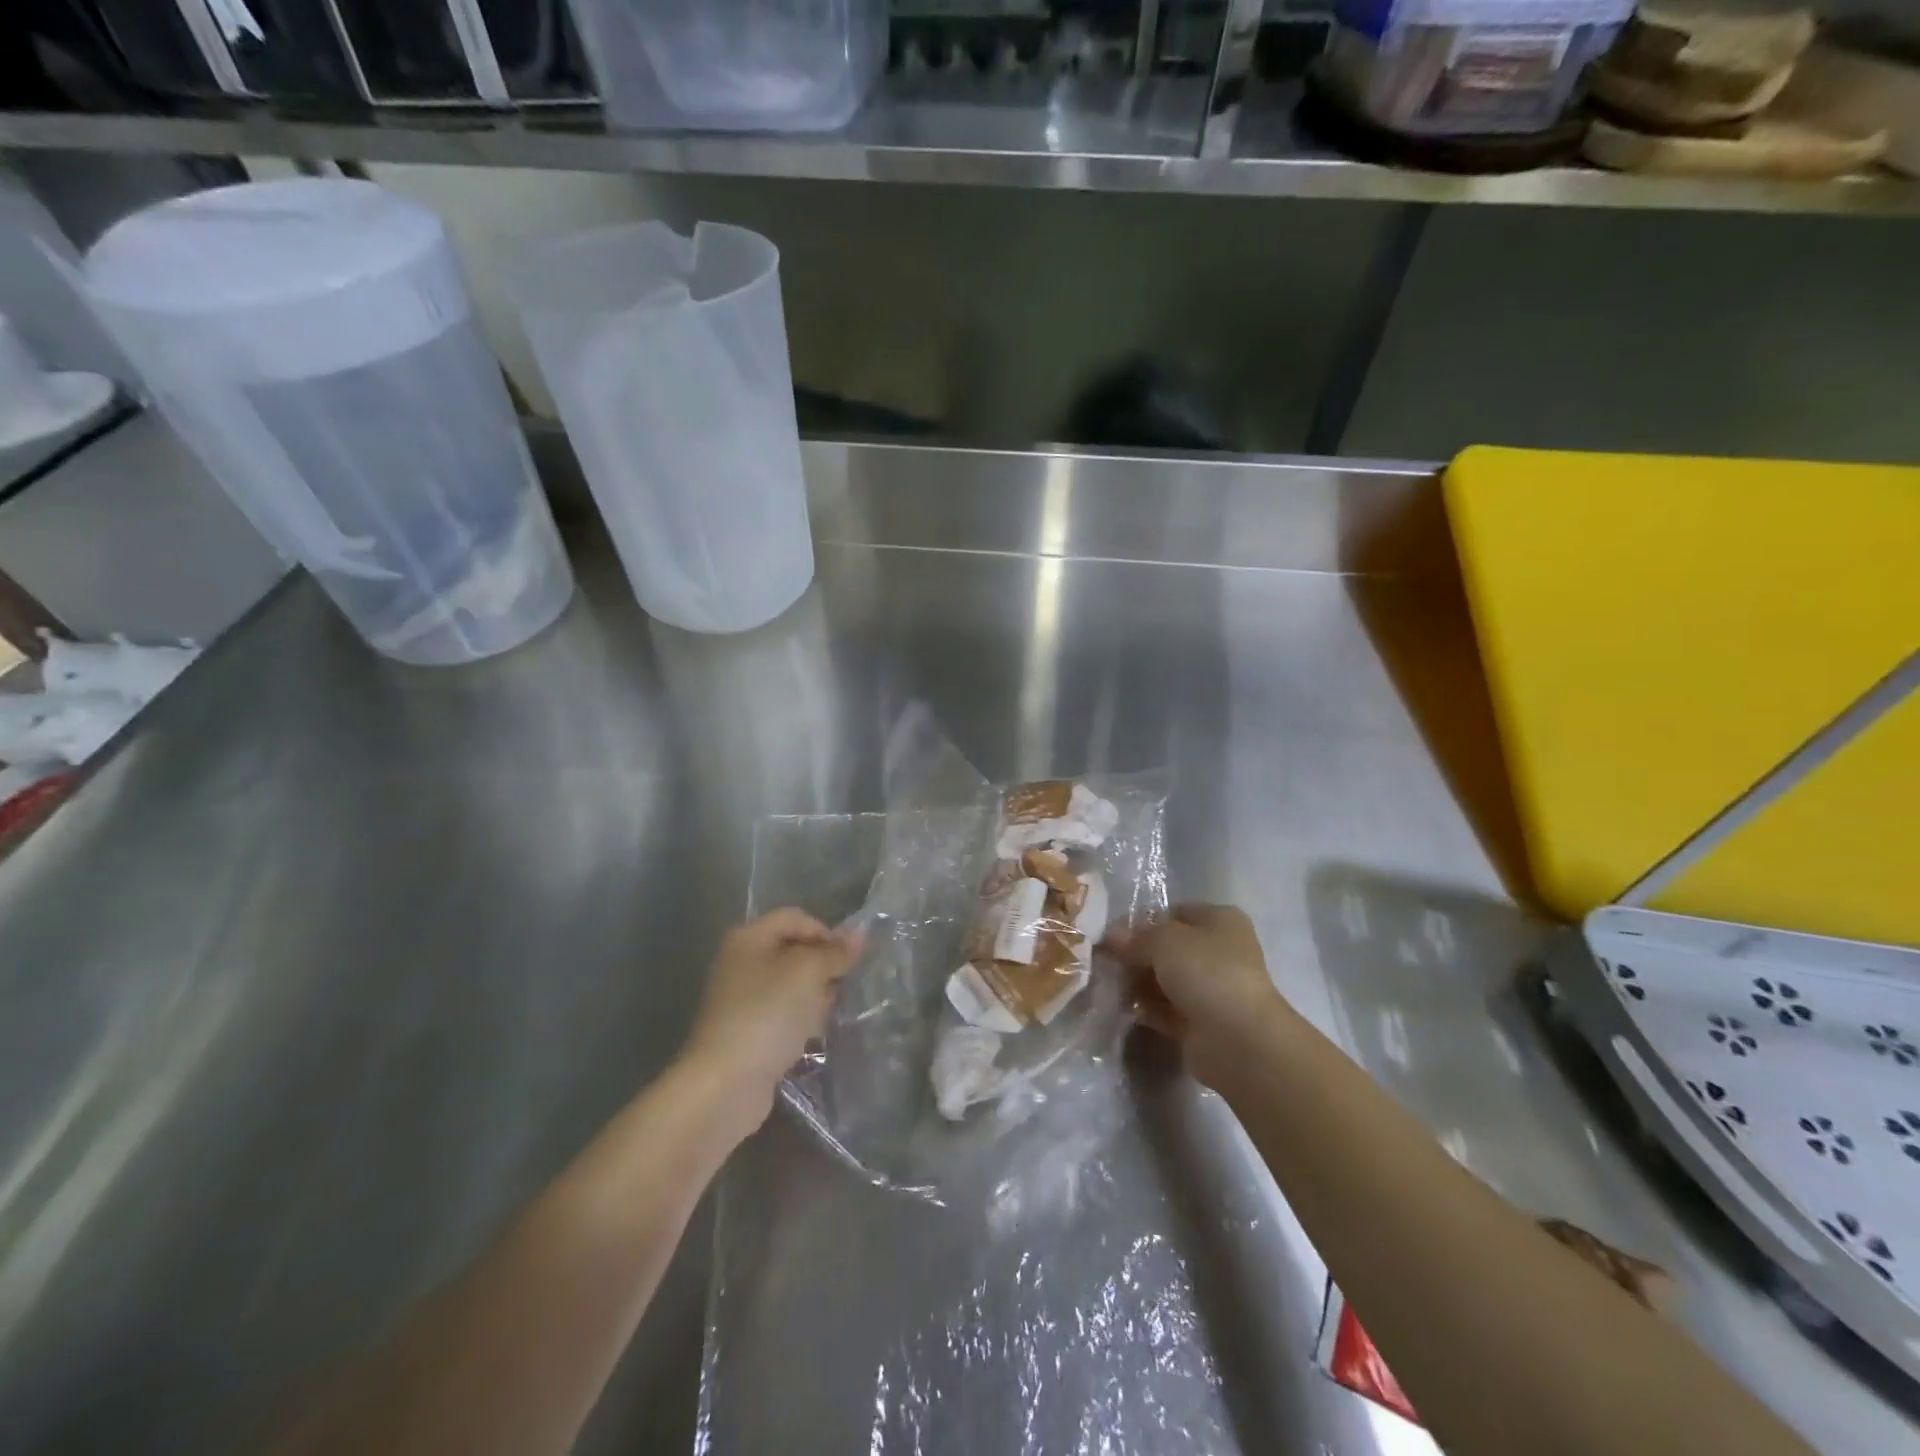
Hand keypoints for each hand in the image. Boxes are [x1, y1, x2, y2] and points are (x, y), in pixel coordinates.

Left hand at [681, 909, 860, 1125]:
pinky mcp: (747, 1032)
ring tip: (835, 1010)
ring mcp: (742, 1000)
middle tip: (845, 984)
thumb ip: (835, 952)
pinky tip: (817, 1033)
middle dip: (823, 965)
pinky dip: (801, 1019)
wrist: (725, 1084)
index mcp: (749, 938)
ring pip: (790, 985)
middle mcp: (741, 962)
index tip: (848, 959)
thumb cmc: (767, 1014)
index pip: (795, 918)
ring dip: (815, 994)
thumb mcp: (808, 973)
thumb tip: (860, 934)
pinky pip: (782, 1014)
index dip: (825, 932)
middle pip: (792, 950)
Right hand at [1106, 904, 1286, 1090]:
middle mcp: (1220, 952)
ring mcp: (1213, 990)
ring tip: (1113, 987)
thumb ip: (1135, 937)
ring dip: (1139, 983)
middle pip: (1168, 948)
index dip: (1144, 921)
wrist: (1238, 1039)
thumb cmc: (1206, 972)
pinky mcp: (1202, 1023)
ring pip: (1166, 980)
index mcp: (1220, 921)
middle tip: (1107, 962)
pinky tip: (1125, 1008)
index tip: (1114, 935)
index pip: (1175, 913)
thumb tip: (1111, 937)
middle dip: (1138, 955)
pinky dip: (1147, 1009)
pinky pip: (1166, 1010)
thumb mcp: (1164, 940)